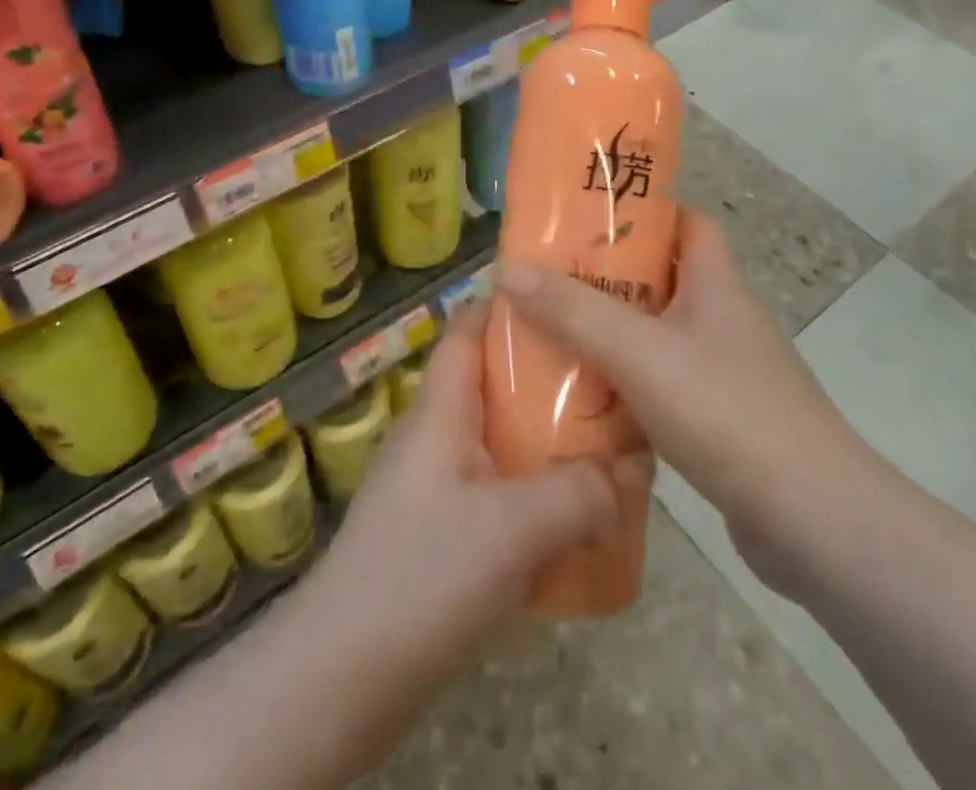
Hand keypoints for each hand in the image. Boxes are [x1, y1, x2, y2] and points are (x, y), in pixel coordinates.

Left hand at [291, 300, 639, 740]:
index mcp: (440, 411)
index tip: (566, 298)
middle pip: (494, 387)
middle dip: (549, 381)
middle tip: (611, 380)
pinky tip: (577, 523)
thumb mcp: (512, 528)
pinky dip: (535, 498)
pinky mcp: (439, 538)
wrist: (342, 677)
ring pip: (500, 445)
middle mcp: (435, 438)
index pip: (467, 331)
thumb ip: (578, 493)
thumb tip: (633, 468)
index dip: (508, 306)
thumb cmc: (421, 574)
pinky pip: (497, 497)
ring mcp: (435, 489)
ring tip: (609, 448)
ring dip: (548, 445)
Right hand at [496, 209, 872, 589]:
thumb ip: (573, 311)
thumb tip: (508, 269)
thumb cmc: (727, 412)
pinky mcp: (722, 422)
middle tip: (549, 279)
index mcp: (716, 284)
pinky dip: (626, 387)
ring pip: (657, 336)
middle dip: (607, 277)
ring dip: (611, 335)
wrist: (815, 523)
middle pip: (662, 279)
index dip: (644, 211)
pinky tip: (586, 403)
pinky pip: (662, 387)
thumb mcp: (639, 352)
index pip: (688, 222)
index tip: (588, 217)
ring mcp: (726, 374)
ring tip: (552, 335)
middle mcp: (724, 320)